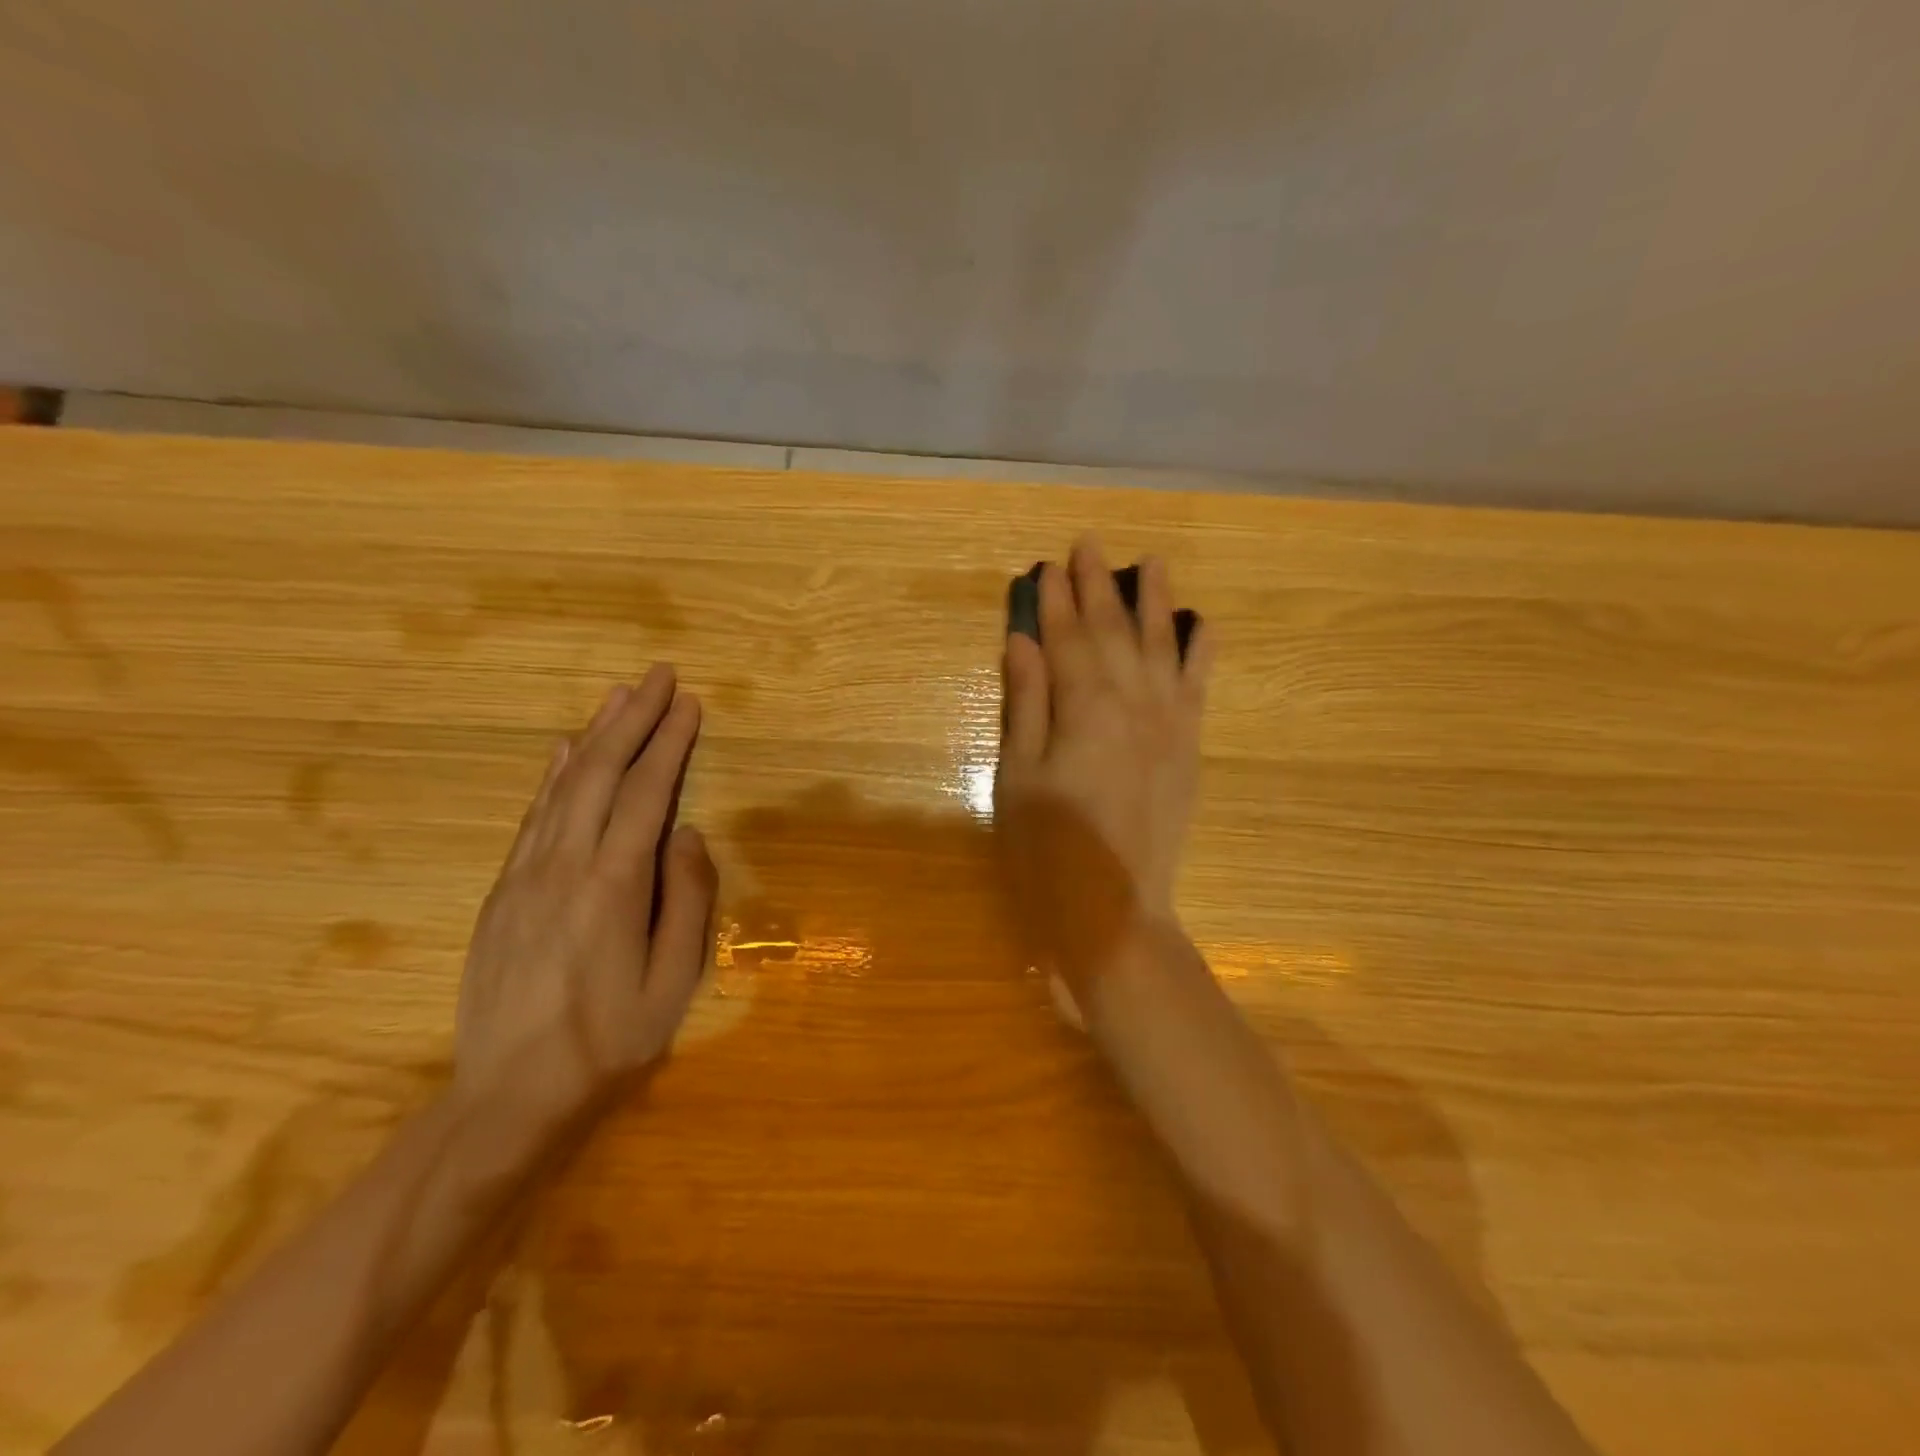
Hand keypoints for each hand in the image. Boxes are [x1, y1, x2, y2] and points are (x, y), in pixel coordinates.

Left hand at [453, 664, 717, 1139]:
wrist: (507, 1095)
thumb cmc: (609, 1040)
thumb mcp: (673, 982)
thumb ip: (687, 901)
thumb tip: (689, 833)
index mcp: (613, 885)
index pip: (645, 793)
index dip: (669, 743)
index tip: (689, 703)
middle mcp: (565, 865)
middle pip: (599, 772)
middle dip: (633, 718)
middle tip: (659, 676)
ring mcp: (526, 874)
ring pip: (562, 785)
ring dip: (593, 733)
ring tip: (619, 695)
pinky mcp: (503, 890)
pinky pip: (533, 815)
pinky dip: (552, 773)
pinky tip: (562, 749)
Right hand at [995, 537, 1212, 996]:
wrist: (1115, 912)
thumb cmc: (1049, 850)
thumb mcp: (1018, 777)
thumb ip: (1026, 702)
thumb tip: (1024, 640)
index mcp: (1085, 708)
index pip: (1066, 639)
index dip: (1054, 601)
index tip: (1047, 565)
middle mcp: (1134, 702)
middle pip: (1113, 632)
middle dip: (1098, 587)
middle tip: (1088, 544)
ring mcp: (1169, 723)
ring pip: (1163, 647)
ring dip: (1156, 602)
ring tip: (1152, 562)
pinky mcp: (1189, 747)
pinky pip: (1200, 686)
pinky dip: (1202, 652)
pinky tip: (1204, 623)